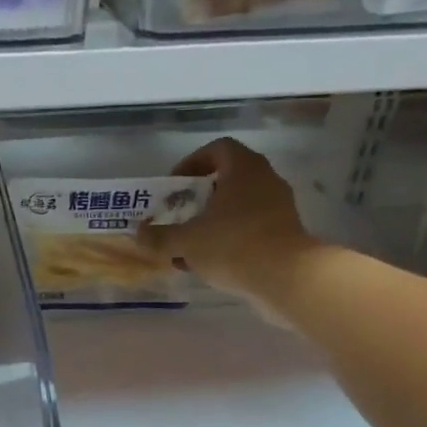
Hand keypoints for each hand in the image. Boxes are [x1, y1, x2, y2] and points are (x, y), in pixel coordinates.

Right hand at [138, 137, 317, 301]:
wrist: (287, 278)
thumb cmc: (233, 245)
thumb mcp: (186, 241)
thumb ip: (159, 236)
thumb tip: (139, 233)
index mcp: (243, 169)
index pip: (218, 149)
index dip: (193, 162)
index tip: (175, 185)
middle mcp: (265, 180)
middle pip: (229, 177)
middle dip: (200, 196)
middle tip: (181, 213)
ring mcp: (279, 207)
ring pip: (240, 205)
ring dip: (214, 220)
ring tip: (191, 243)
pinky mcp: (286, 233)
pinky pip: (252, 227)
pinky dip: (230, 238)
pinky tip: (211, 263)